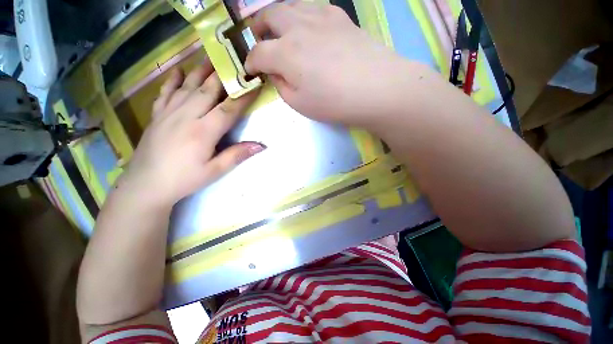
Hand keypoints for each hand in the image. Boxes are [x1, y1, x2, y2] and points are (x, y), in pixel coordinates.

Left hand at [119, 63, 263, 207]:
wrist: (146, 185)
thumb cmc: (184, 179)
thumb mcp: (215, 171)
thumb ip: (237, 155)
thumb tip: (261, 145)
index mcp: (203, 131)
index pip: (229, 109)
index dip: (243, 96)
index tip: (255, 84)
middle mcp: (187, 116)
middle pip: (208, 90)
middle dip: (223, 75)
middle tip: (233, 61)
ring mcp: (169, 113)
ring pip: (188, 86)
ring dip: (201, 71)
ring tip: (211, 58)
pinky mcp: (157, 115)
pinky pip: (166, 92)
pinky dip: (173, 80)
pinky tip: (179, 70)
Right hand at [245, 2, 412, 125]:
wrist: (377, 89)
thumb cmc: (335, 103)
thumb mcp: (300, 105)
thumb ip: (282, 87)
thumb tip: (276, 73)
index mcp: (286, 53)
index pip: (258, 53)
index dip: (250, 62)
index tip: (250, 70)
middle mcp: (298, 27)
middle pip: (268, 16)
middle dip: (259, 29)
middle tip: (260, 42)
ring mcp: (320, 17)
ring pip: (289, 6)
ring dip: (278, 18)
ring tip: (281, 32)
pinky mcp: (339, 16)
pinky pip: (312, 7)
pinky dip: (302, 15)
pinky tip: (307, 27)